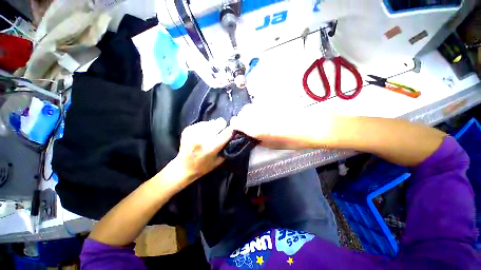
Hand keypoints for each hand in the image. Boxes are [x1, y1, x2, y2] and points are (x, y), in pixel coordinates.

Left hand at [173, 118, 232, 184]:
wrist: (183, 167)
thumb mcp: (219, 160)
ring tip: (210, 134)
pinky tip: (202, 134)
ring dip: (213, 126)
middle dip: (222, 127)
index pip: (226, 133)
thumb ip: (226, 147)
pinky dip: (205, 127)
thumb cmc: (203, 166)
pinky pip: (202, 123)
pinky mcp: (187, 130)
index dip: (231, 130)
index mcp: (211, 148)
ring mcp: (193, 133)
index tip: (233, 129)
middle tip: (220, 132)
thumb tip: (233, 135)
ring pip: (211, 122)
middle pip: (219, 123)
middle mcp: (202, 139)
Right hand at [230, 104, 329, 149]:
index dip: (235, 126)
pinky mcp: (273, 102)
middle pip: (243, 113)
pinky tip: (265, 114)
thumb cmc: (294, 141)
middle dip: (241, 119)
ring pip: (251, 107)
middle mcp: (260, 115)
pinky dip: (258, 110)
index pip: (239, 123)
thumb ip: (260, 140)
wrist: (314, 126)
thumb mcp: (274, 145)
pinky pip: (260, 105)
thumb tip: (251, 137)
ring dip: (249, 113)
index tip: (236, 130)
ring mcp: (267, 107)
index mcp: (259, 128)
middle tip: (246, 126)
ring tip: (255, 120)